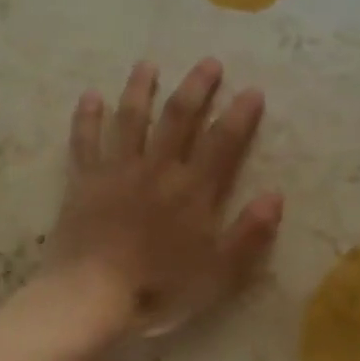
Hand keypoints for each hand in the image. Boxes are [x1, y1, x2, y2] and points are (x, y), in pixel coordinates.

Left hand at [45, 58, 283, 335]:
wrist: (90, 298)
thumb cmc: (158, 289)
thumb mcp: (218, 274)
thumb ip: (248, 234)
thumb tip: (275, 195)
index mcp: (192, 191)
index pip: (223, 142)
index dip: (239, 114)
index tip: (251, 90)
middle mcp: (157, 169)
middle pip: (178, 117)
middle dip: (196, 87)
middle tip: (208, 62)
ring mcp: (117, 171)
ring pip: (130, 118)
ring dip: (140, 89)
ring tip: (147, 64)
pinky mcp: (84, 181)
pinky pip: (85, 141)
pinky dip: (87, 117)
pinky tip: (90, 96)